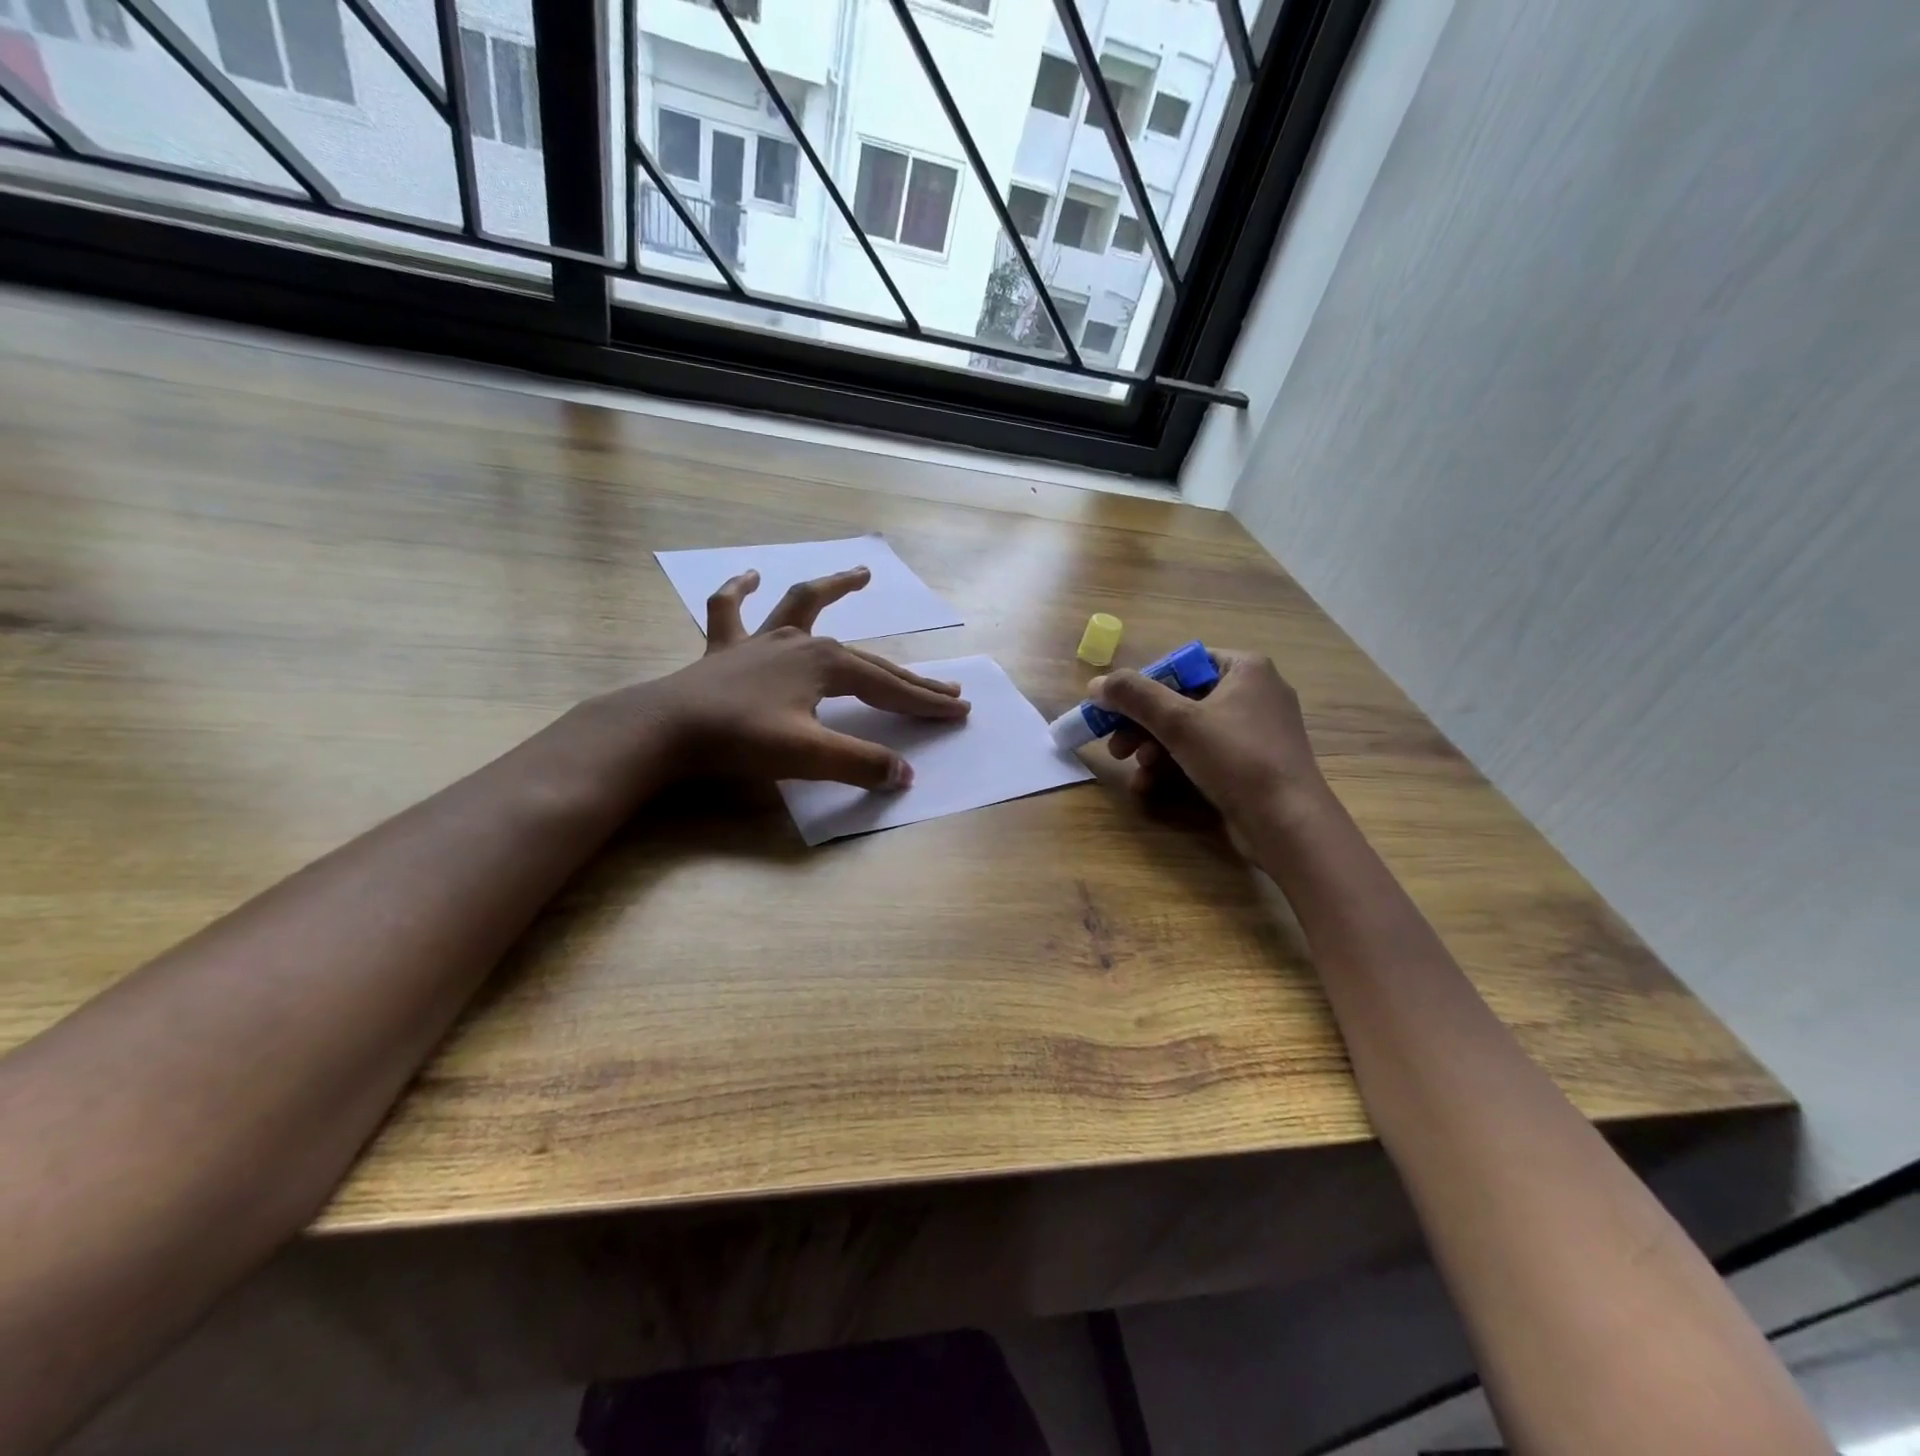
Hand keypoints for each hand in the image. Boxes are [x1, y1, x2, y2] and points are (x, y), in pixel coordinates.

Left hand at [636, 566, 969, 788]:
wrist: (665, 729)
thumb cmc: (740, 740)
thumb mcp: (809, 756)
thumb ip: (860, 764)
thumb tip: (905, 775)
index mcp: (826, 664)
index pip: (889, 687)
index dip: (926, 702)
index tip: (960, 710)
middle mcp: (801, 642)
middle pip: (868, 659)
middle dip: (908, 677)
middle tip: (947, 687)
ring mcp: (762, 640)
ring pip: (804, 605)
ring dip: (834, 588)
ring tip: (862, 573)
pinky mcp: (725, 648)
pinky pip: (730, 610)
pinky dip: (739, 590)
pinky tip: (750, 575)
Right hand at [1093, 650, 1324, 828]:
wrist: (1288, 824)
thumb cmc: (1236, 759)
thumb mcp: (1179, 722)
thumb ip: (1134, 696)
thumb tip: (1096, 684)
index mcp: (1245, 669)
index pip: (1180, 664)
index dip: (1143, 686)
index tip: (1114, 710)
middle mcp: (1254, 693)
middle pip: (1180, 700)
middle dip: (1142, 726)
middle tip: (1115, 748)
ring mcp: (1255, 732)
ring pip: (1189, 732)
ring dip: (1154, 751)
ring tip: (1135, 772)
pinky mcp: (1251, 765)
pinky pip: (1204, 756)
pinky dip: (1175, 768)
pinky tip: (1151, 787)